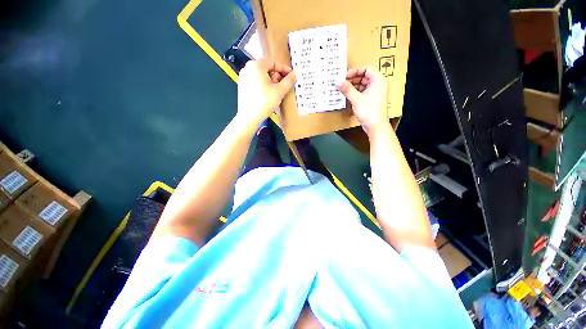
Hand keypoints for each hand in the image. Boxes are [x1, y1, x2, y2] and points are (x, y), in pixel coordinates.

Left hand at [237, 58, 295, 125]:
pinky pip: (255, 81)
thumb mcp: (279, 91)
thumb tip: (295, 74)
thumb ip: (288, 81)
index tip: (291, 76)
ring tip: (275, 92)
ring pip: (261, 75)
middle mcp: (247, 68)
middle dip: (276, 76)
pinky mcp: (242, 86)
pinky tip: (267, 95)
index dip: (284, 69)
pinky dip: (263, 85)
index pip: (273, 62)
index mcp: (256, 65)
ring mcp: (243, 77)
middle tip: (282, 86)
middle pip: (266, 68)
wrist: (249, 117)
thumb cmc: (265, 102)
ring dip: (270, 81)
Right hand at [336, 68, 389, 137]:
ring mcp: (374, 94)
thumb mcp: (356, 99)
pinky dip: (354, 93)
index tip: (345, 76)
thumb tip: (337, 81)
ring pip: (361, 86)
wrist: (375, 127)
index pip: (366, 70)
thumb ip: (346, 89)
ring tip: (341, 89)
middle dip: (352, 80)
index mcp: (378, 80)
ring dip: (352, 87)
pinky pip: (361, 93)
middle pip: (363, 77)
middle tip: (341, 83)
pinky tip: (346, 96)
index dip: (355, 71)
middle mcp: (377, 85)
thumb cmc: (370, 111)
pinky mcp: (370, 101)